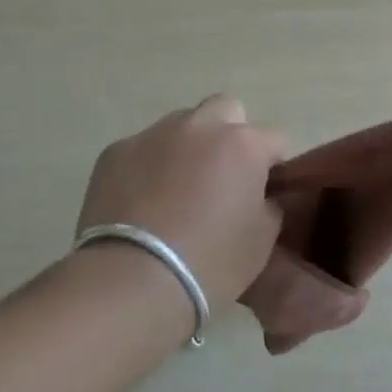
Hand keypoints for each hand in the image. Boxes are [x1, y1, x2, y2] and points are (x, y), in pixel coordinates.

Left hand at [76, 95, 286, 303]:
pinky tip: (142, 202)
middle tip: (223, 177)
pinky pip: (143, 148)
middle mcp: (201, 126)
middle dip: (230, 135)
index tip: (266, 192)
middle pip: (227, 110)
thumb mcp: (262, 241)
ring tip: (177, 190)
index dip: (274, 165)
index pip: (275, 140)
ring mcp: (154, 134)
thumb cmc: (211, 263)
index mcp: (243, 144)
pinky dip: (149, 166)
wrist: (132, 281)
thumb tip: (262, 196)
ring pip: (182, 125)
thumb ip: (269, 206)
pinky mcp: (115, 151)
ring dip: (188, 147)